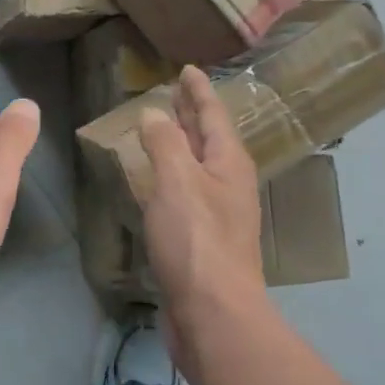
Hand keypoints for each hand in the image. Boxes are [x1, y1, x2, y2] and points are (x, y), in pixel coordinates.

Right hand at [139, 67, 265, 318]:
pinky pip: (186, 193)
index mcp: (229, 163)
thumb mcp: (177, 181)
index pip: (213, 114)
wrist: (213, 314)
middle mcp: (228, 183)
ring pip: (197, 166)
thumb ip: (166, 143)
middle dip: (192, 114)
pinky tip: (155, 182)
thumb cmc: (197, 240)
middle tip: (173, 92)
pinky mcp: (202, 239)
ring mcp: (218, 213)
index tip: (187, 69)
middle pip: (209, 138)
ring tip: (161, 130)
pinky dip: (171, 176)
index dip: (198, 90)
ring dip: (181, 145)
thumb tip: (156, 113)